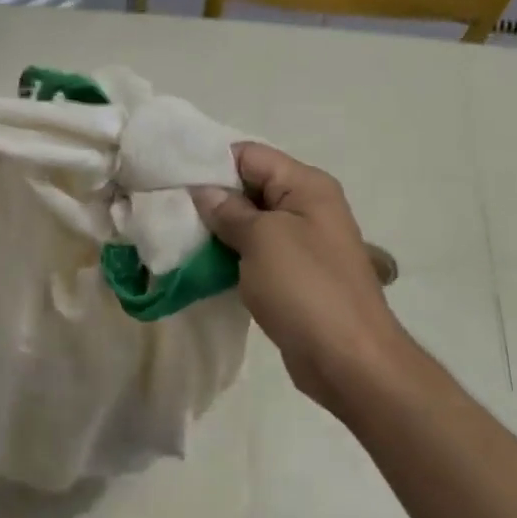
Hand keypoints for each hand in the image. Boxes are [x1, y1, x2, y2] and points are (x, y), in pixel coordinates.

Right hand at [192, 143, 408, 407]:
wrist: (349, 362)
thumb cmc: (306, 289)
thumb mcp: (262, 240)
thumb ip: (229, 210)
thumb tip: (203, 192)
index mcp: (306, 186)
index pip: (249, 155)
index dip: (209, 163)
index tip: (171, 178)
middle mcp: (307, 207)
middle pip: (248, 186)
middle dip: (210, 196)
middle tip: (167, 208)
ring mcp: (301, 243)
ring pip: (249, 222)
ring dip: (217, 229)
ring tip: (176, 235)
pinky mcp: (293, 275)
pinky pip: (254, 252)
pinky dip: (229, 254)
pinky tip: (201, 263)